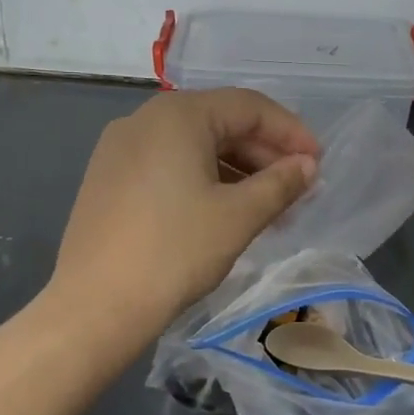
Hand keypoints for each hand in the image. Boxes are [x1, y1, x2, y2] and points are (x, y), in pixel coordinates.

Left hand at [44, 89, 319, 336]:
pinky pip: (170, 165)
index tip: (318, 163)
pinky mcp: (109, 179)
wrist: (95, 307)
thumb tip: (308, 166)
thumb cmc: (175, 251)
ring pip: (195, 146)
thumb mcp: (239, 216)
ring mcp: (121, 149)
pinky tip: (226, 212)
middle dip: (265, 153)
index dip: (291, 132)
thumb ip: (281, 183)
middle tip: (298, 188)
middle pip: (221, 122)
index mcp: (178, 115)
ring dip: (238, 170)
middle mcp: (145, 119)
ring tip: (269, 207)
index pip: (249, 107)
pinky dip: (205, 180)